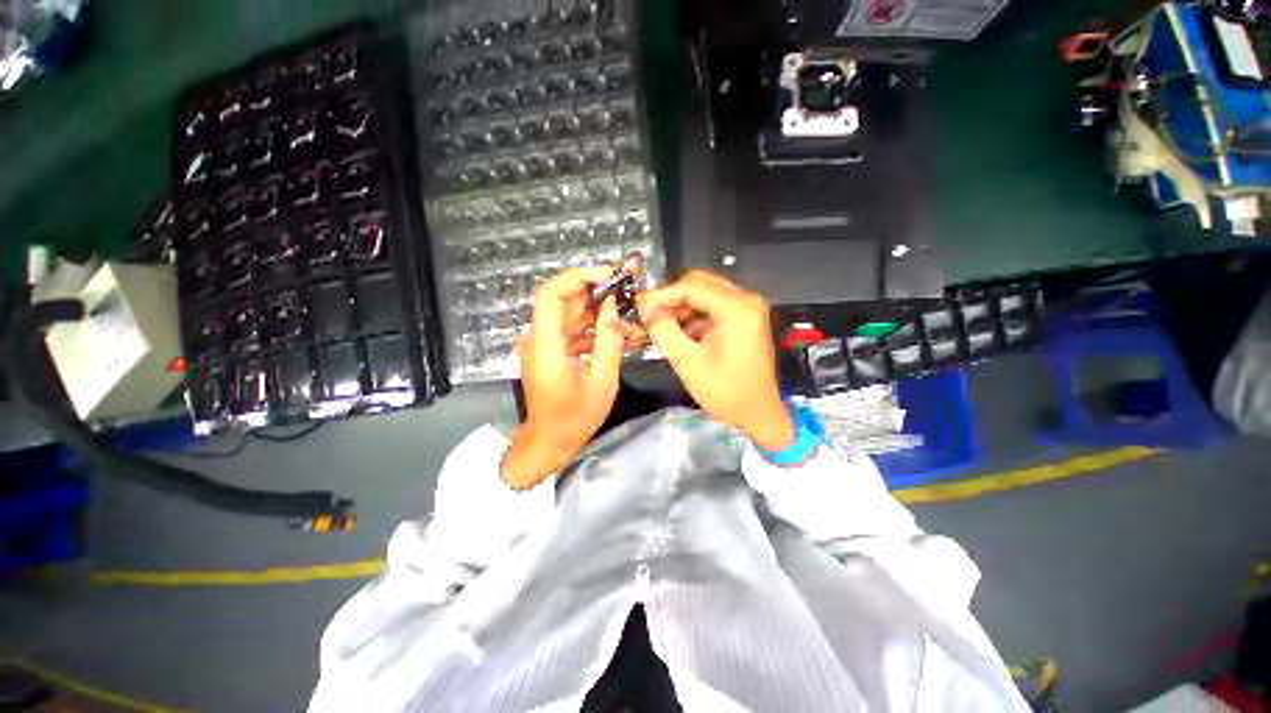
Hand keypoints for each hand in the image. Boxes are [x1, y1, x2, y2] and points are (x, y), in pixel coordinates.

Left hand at [501, 267, 626, 488]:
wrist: (549, 443)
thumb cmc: (575, 418)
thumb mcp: (602, 380)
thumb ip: (609, 340)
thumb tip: (613, 305)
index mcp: (546, 346)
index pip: (552, 294)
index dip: (579, 277)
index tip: (610, 276)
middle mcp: (538, 338)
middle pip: (563, 300)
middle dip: (596, 291)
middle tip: (628, 291)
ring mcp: (542, 344)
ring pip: (569, 313)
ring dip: (597, 310)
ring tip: (628, 314)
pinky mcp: (550, 351)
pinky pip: (571, 329)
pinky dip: (592, 327)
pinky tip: (615, 334)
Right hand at [639, 271, 794, 451]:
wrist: (759, 414)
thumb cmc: (725, 391)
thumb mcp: (688, 362)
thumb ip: (664, 330)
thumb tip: (644, 307)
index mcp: (737, 308)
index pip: (691, 287)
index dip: (661, 294)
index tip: (638, 305)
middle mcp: (746, 300)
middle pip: (700, 284)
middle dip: (671, 299)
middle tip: (647, 314)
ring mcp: (748, 309)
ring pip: (705, 295)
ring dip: (681, 308)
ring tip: (659, 325)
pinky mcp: (745, 319)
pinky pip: (713, 307)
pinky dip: (693, 316)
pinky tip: (678, 332)